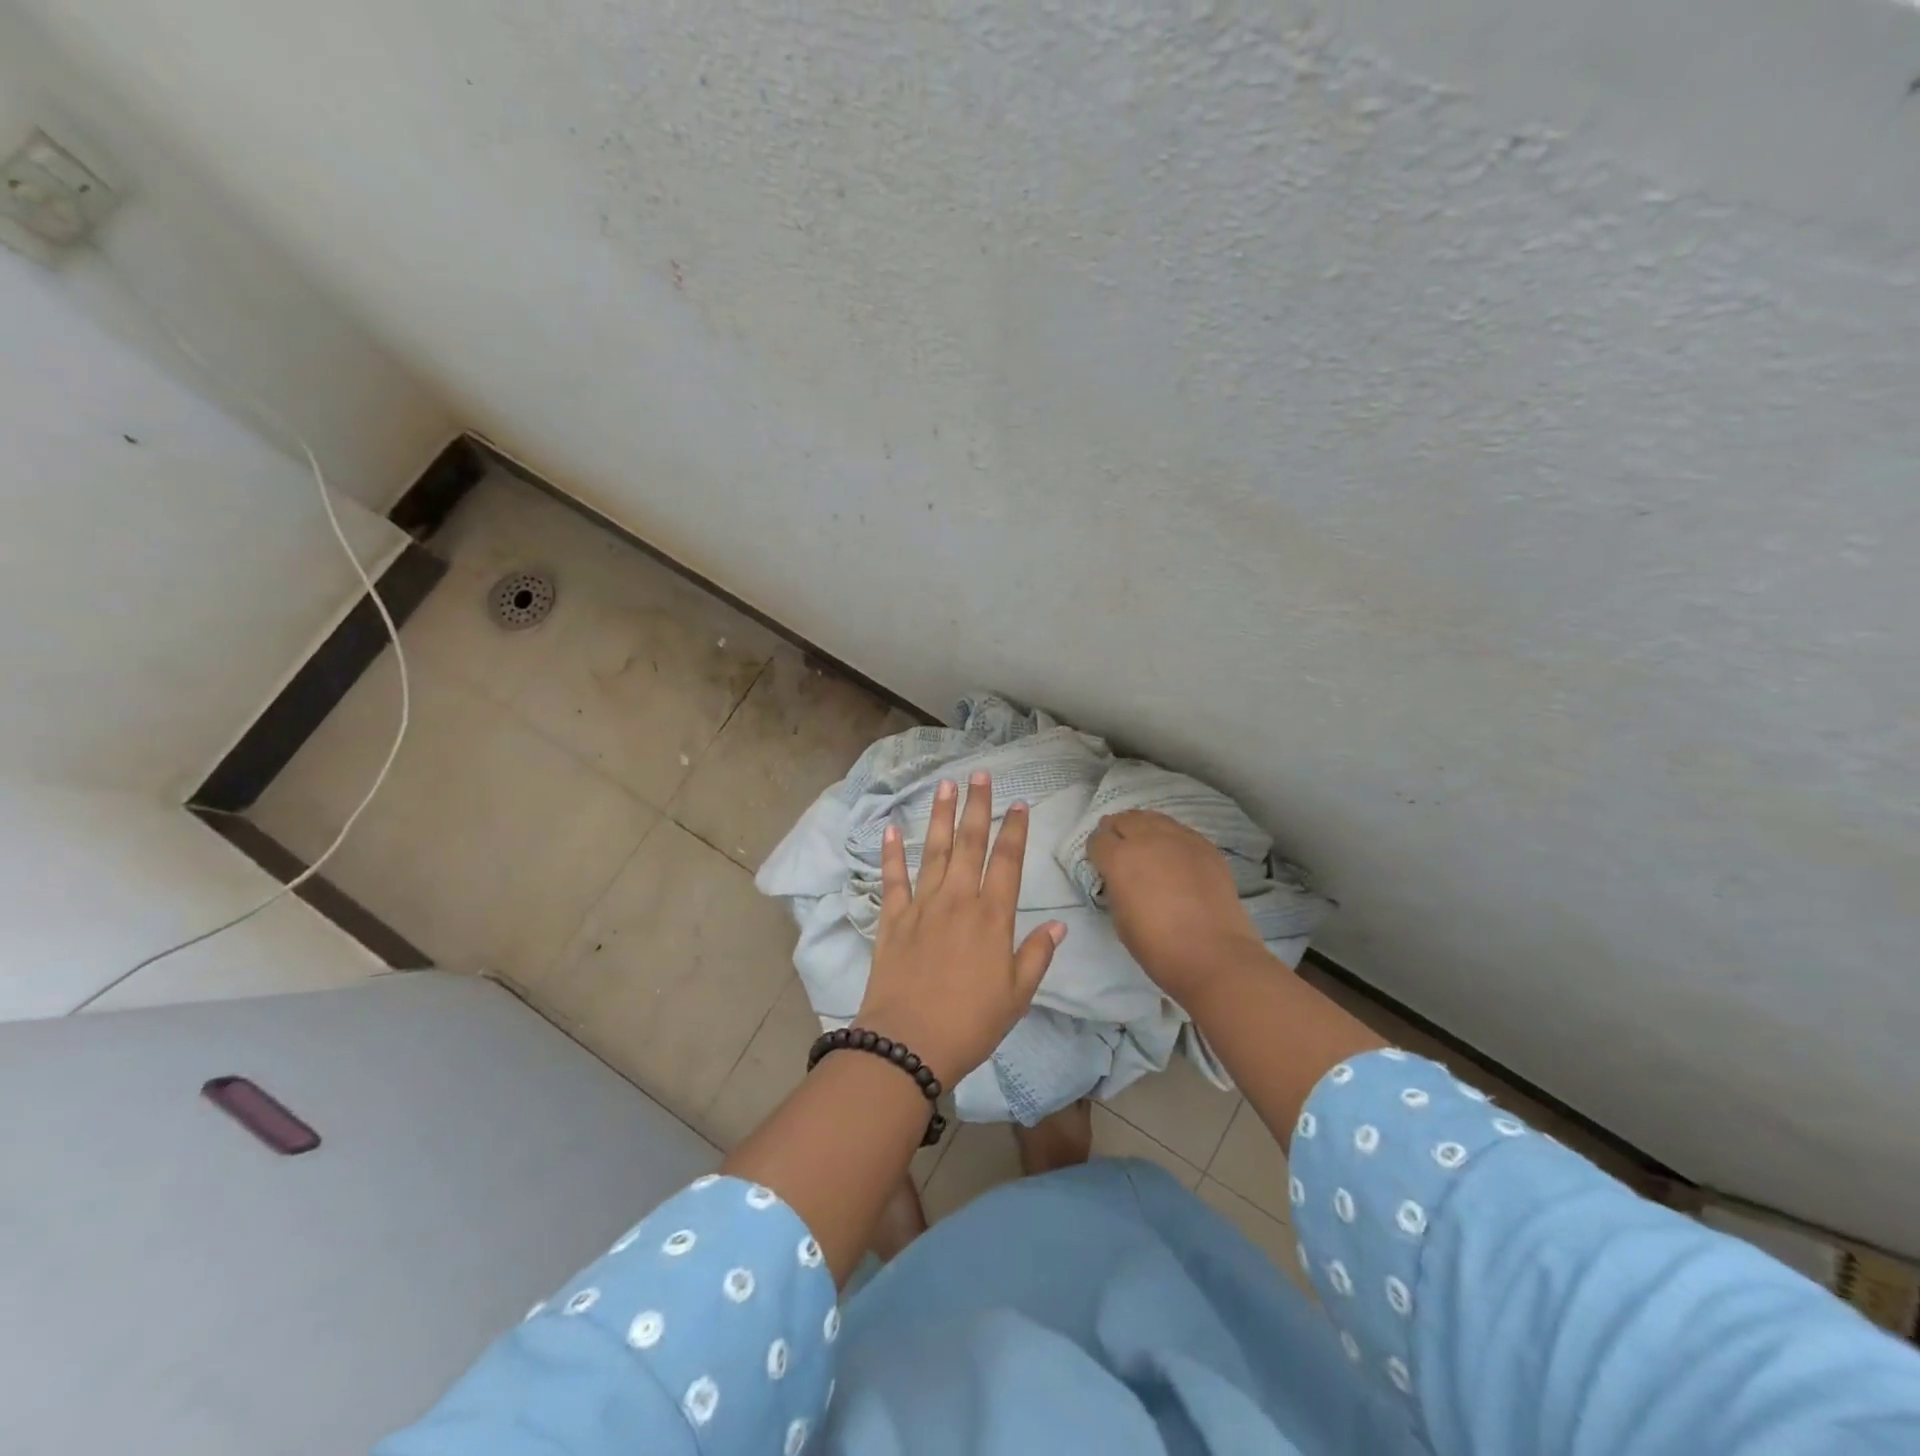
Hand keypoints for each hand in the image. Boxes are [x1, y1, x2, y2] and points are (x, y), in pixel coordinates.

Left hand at [855, 772, 1065, 1086]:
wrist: (909, 1043)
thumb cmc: (972, 1023)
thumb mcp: (1017, 995)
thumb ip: (1037, 955)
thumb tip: (1058, 925)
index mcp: (992, 916)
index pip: (1007, 861)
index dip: (1014, 829)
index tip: (1018, 803)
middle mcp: (957, 900)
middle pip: (969, 843)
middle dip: (976, 806)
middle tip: (979, 774)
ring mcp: (921, 905)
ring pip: (932, 850)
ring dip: (939, 815)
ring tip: (945, 785)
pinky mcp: (892, 918)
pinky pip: (892, 878)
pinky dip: (891, 853)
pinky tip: (890, 828)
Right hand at [1087, 809, 1266, 1004]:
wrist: (1213, 954)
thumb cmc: (1157, 945)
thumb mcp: (1119, 917)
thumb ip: (1115, 887)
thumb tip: (1119, 878)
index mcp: (1119, 858)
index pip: (1098, 840)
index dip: (1096, 850)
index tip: (1099, 862)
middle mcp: (1147, 839)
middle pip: (1124, 820)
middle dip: (1116, 830)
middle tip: (1118, 846)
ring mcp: (1179, 839)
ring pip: (1153, 818)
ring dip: (1142, 827)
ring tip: (1144, 842)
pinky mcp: (1205, 846)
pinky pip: (1179, 830)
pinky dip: (1169, 835)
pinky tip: (1172, 851)